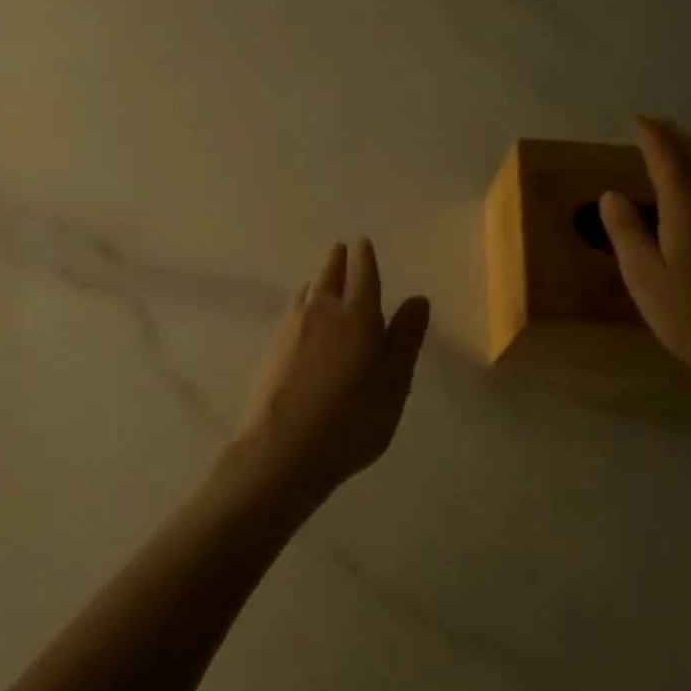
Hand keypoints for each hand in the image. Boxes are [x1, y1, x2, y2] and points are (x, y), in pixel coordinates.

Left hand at [230, 239, 430, 505]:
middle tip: (342, 250)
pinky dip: (303, 302)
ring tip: (323, 281)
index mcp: (357, 314)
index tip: (362, 242)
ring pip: (307, 289)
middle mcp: (322, 309)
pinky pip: (292, 309)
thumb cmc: (353, 419)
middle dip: (338, 259)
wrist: (284, 448)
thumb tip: (418, 299)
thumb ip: (405, 338)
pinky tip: (303, 316)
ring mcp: (291, 326)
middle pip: (329, 273)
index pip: (362, 272)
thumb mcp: (394, 383)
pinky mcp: (272, 346)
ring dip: (318, 279)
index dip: (364, 255)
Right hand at [600, 116, 690, 386]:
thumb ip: (625, 230)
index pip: (668, 156)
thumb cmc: (688, 313)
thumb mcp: (642, 275)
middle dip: (679, 134)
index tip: (638, 120)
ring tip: (688, 144)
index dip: (652, 134)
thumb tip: (611, 194)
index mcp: (688, 206)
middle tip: (658, 126)